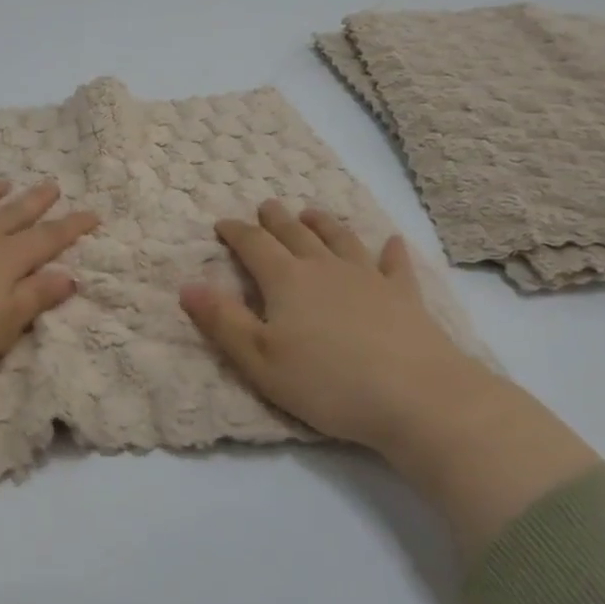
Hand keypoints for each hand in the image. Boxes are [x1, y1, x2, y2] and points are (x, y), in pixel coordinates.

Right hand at [179, 200, 488, 456]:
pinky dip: (390, 251)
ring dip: (323, 224)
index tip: (222, 223)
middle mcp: (325, 267)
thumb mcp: (260, 360)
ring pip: (340, 239)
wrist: (416, 397)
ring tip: (311, 213)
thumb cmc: (327, 383)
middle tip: (265, 207)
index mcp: (286, 280)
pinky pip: (394, 264)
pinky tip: (391, 242)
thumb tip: (187, 284)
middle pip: (295, 234)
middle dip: (276, 219)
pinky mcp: (404, 295)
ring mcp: (369, 277)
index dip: (235, 232)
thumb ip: (222, 321)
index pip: (254, 245)